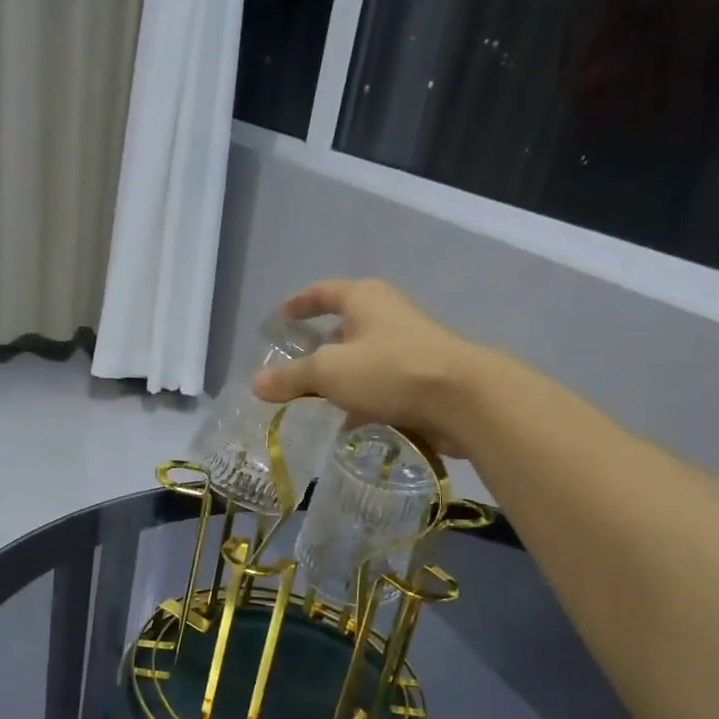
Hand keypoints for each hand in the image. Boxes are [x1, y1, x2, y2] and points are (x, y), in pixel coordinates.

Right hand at [251, 279, 482, 455]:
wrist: (461, 399)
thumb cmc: (389, 370)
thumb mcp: (329, 371)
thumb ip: (291, 377)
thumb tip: (256, 383)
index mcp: (364, 299)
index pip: (323, 293)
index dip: (300, 303)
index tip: (281, 316)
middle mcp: (387, 316)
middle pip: (344, 328)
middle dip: (319, 348)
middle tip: (293, 369)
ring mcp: (408, 347)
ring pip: (363, 361)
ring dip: (340, 380)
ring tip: (314, 403)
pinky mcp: (421, 379)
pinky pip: (381, 387)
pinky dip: (362, 401)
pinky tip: (348, 425)